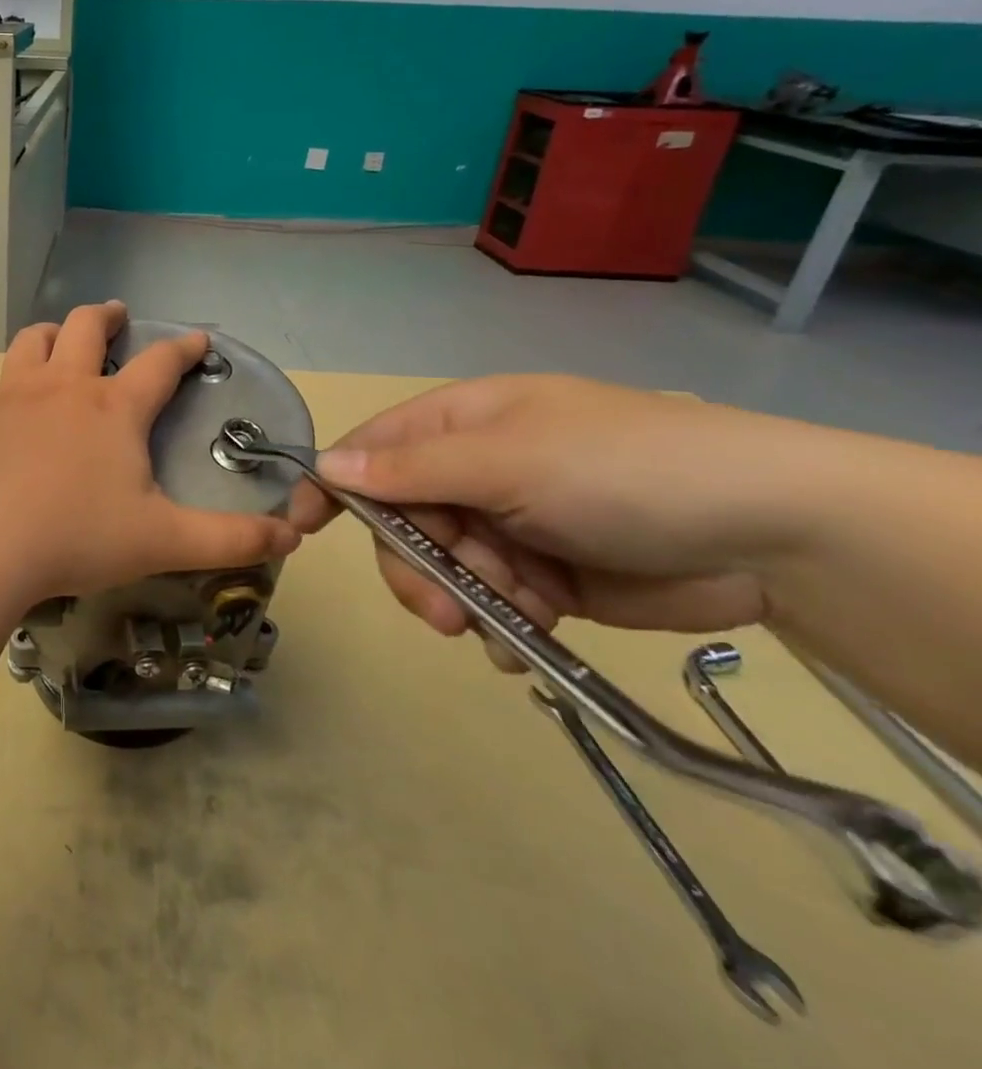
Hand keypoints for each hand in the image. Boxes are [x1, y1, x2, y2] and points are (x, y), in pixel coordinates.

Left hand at [0, 302, 299, 614]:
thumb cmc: (74, 536)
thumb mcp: (163, 542)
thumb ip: (230, 539)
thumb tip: (292, 536)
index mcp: (112, 408)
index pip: (159, 363)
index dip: (183, 347)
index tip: (197, 338)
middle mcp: (61, 387)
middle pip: (84, 327)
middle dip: (106, 316)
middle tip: (116, 315)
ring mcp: (11, 396)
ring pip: (32, 341)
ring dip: (52, 332)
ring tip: (59, 338)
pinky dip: (13, 383)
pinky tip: (11, 409)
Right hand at [287, 375, 837, 655]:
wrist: (768, 537)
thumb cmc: (622, 470)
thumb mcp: (507, 460)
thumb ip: (411, 469)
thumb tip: (325, 465)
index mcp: (460, 425)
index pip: (370, 449)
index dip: (331, 485)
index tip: (300, 529)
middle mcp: (473, 472)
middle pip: (400, 521)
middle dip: (414, 566)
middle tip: (443, 611)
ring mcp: (506, 526)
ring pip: (440, 568)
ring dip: (461, 599)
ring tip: (505, 623)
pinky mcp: (541, 578)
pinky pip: (487, 604)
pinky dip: (497, 625)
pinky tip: (522, 642)